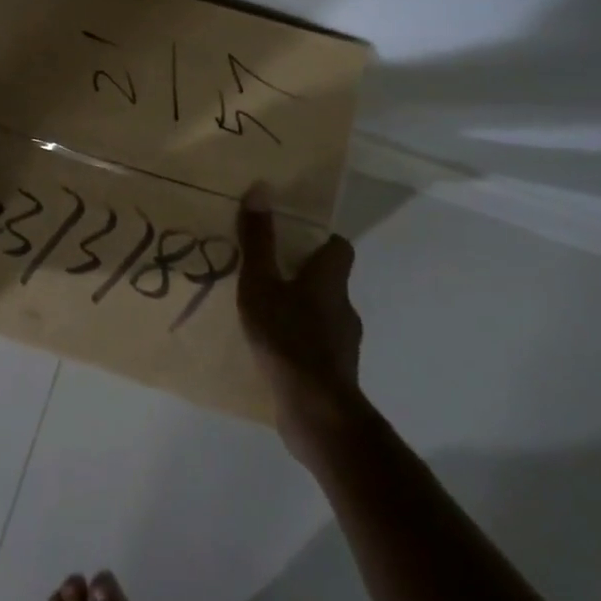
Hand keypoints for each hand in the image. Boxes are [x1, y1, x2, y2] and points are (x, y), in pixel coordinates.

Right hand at [237, 183, 366, 457]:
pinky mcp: (335, 372)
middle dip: (300, 274)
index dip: (318, 240)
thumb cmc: (288, 337)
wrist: (316, 412)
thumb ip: (258, 240)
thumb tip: (260, 189)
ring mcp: (343, 342)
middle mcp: (343, 305)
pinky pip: (315, 345)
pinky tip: (271, 350)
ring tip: (262, 313)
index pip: (338, 247)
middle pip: (327, 279)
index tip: (291, 238)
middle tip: (265, 273)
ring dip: (298, 310)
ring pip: (320, 313)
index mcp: (330, 278)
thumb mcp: (261, 283)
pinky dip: (297, 341)